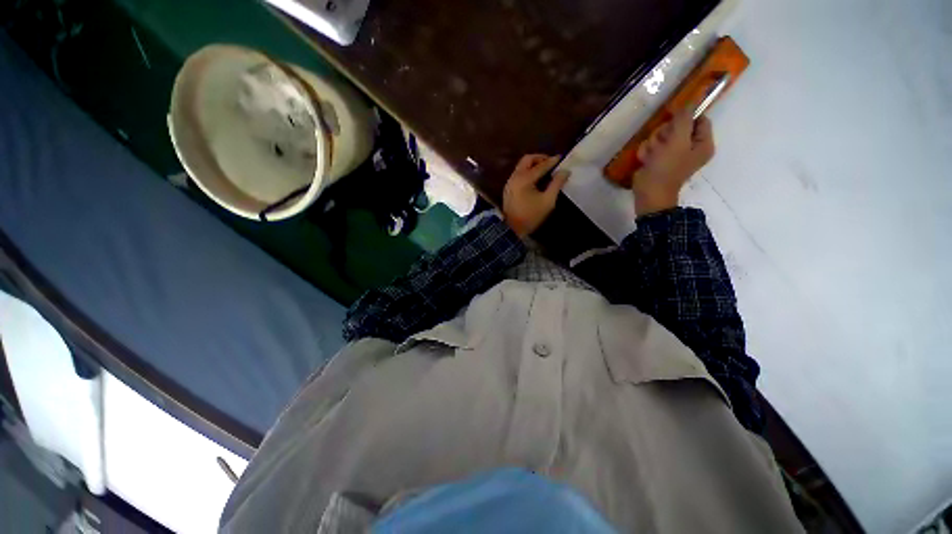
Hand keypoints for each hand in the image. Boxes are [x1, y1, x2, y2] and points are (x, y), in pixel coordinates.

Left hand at [503, 154, 569, 236]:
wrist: (512, 229)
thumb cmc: (531, 216)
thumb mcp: (548, 201)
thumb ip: (556, 184)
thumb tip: (565, 171)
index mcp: (524, 178)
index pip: (541, 165)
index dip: (552, 161)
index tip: (561, 158)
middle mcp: (515, 176)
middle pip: (527, 159)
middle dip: (540, 158)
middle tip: (551, 163)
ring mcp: (509, 182)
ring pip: (521, 166)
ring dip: (533, 165)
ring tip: (545, 170)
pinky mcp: (508, 188)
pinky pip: (518, 173)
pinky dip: (527, 171)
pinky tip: (535, 179)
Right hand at [632, 111, 714, 215]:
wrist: (649, 192)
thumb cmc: (668, 168)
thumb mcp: (678, 141)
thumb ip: (684, 120)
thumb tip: (690, 101)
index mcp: (703, 143)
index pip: (699, 119)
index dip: (686, 116)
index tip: (673, 117)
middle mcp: (689, 147)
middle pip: (677, 126)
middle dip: (665, 133)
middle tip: (662, 145)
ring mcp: (672, 153)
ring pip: (660, 136)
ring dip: (653, 144)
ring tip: (652, 156)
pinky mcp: (658, 159)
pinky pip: (651, 146)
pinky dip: (646, 153)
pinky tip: (646, 161)